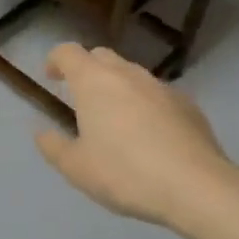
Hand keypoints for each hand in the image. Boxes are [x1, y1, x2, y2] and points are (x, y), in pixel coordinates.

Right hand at [35, 44, 232, 225]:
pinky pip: (157, 95)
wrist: (195, 186)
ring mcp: (161, 87)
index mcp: (94, 82)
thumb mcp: (76, 168)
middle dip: (86, 70)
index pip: (68, 52)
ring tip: (115, 119)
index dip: (56, 60)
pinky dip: (145, 104)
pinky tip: (149, 135)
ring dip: (117, 87)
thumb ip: (54, 147)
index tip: (51, 77)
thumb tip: (42, 132)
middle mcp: (127, 74)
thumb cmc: (125, 173)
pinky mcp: (188, 104)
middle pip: (101, 56)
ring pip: (131, 74)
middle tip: (80, 98)